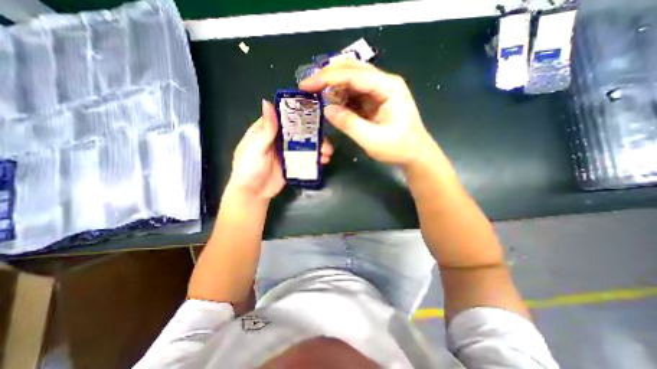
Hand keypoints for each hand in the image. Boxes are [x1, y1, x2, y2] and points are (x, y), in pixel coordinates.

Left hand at [230, 99, 333, 200]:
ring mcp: (287, 152)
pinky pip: (306, 158)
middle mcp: (279, 139)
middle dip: (314, 135)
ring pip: (305, 145)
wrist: (253, 193)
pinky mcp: (293, 164)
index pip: (285, 117)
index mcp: (268, 130)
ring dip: (318, 147)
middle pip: (300, 132)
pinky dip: (315, 159)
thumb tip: (267, 102)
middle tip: (325, 142)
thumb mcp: (255, 147)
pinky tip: (324, 161)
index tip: (316, 114)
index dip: (299, 114)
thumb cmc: (248, 168)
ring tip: (327, 153)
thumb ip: (266, 129)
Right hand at [300, 59, 434, 167]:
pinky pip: (353, 93)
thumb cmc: (398, 148)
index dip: (327, 77)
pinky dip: (340, 98)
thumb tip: (327, 109)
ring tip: (318, 99)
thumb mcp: (372, 139)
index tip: (306, 85)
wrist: (414, 153)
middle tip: (308, 89)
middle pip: (351, 70)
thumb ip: (349, 124)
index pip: (353, 74)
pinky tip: (333, 106)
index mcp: (387, 87)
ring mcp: (379, 91)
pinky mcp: (374, 100)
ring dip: (333, 88)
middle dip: (328, 77)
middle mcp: (383, 83)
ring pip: (351, 80)